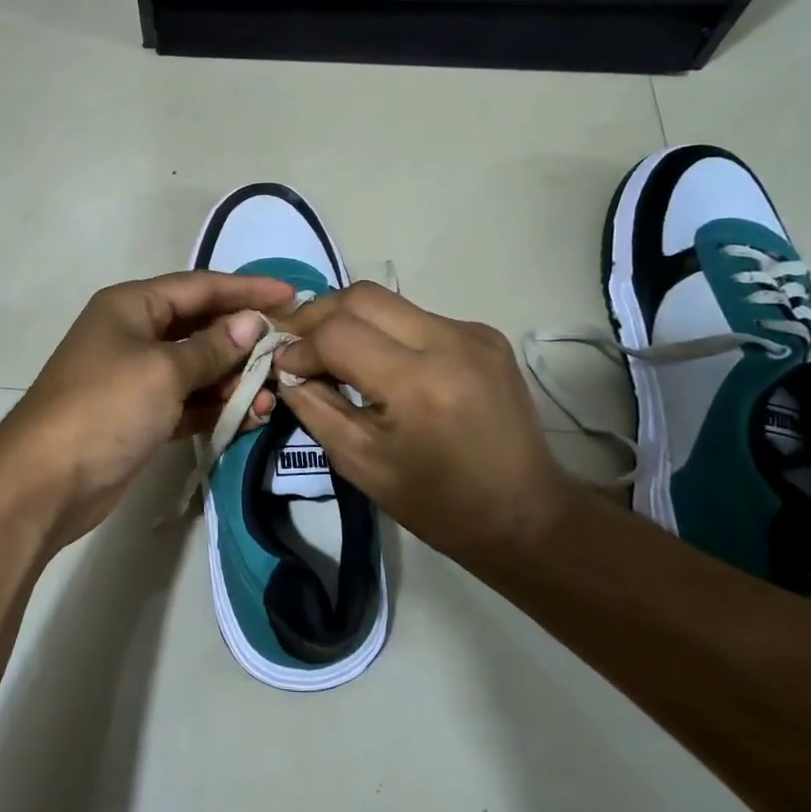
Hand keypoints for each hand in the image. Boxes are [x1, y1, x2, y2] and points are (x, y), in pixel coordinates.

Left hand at [0, 270, 297, 547]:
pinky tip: (251, 416)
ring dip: (234, 379)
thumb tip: (251, 324)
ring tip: (274, 394)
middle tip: (289, 350)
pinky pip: (188, 402)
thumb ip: (211, 347)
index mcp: (132, 306)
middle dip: (244, 339)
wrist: (45, 482)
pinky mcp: (142, 416)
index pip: (200, 286)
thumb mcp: (163, 370)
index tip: (291, 295)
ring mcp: (137, 377)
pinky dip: (216, 407)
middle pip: (201, 326)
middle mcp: (135, 334)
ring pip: (198, 368)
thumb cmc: (105, 407)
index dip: (246, 290)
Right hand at [275, 283, 587, 562]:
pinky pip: (418, 317)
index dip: (300, 346)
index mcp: (417, 385)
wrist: (526, 514)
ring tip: (331, 350)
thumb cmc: (438, 503)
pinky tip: (380, 361)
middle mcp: (449, 343)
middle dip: (318, 314)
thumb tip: (288, 368)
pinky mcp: (485, 334)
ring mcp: (473, 333)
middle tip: (297, 342)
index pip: (338, 334)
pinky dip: (387, 331)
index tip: (285, 367)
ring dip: (351, 320)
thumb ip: (316, 407)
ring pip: (390, 301)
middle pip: (362, 297)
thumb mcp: (360, 464)